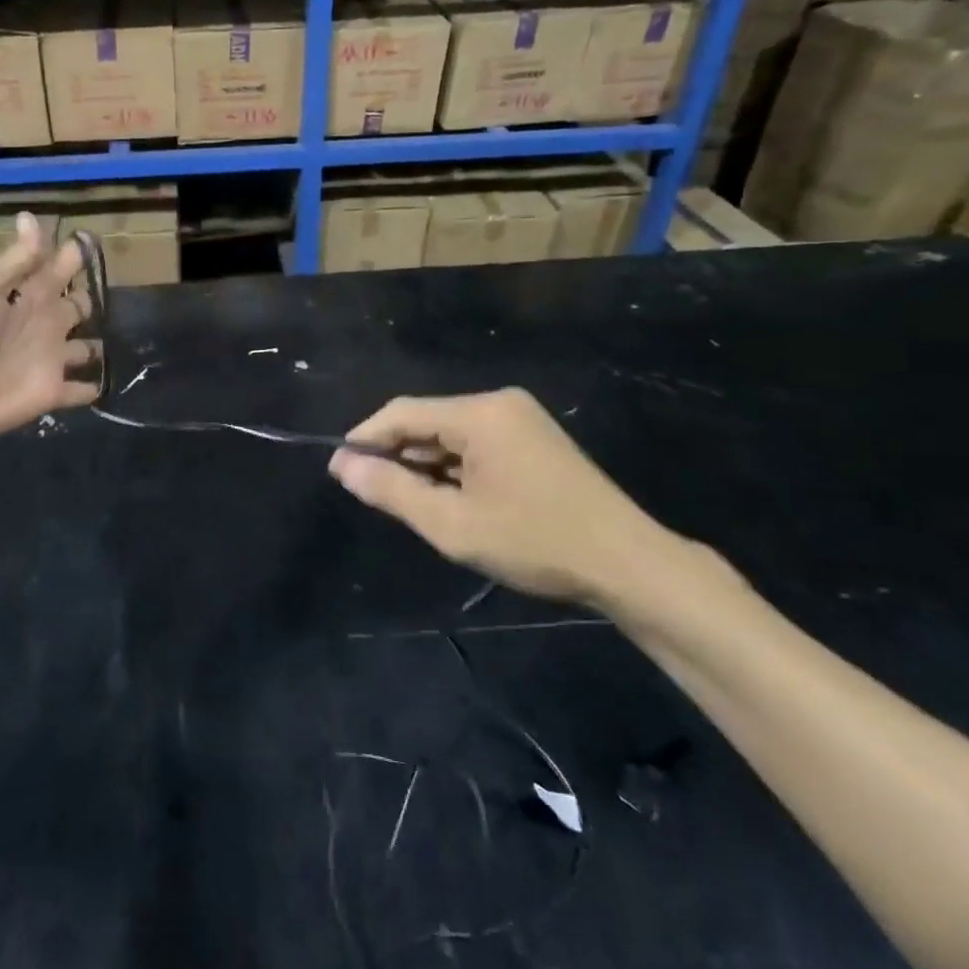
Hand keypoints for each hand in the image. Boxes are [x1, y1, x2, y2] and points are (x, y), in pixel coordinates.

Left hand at [0, 213, 101, 444]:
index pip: (58, 265)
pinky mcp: (51, 392)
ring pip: (85, 347)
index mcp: (27, 291)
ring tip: (119, 340)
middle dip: (92, 299)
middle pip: (78, 305)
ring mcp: (50, 358)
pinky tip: (105, 383)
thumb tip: (31, 215)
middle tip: (108, 296)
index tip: (94, 241)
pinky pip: (81, 390)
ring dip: (98, 345)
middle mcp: (43, 321)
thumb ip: (16, 258)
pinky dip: (93, 387)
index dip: (75, 253)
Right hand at [329, 388, 684, 608]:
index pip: (402, 413)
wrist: (630, 564)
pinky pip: (475, 442)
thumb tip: (344, 466)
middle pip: (426, 420)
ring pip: (449, 433)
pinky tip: (447, 497)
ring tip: (406, 501)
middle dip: (394, 454)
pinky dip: (452, 466)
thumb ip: (393, 491)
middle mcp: (498, 403)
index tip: (338, 470)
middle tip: (369, 492)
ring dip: (423, 463)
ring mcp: (520, 419)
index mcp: (479, 414)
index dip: (364, 439)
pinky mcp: (533, 438)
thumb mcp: (453, 524)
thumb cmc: (536, 542)